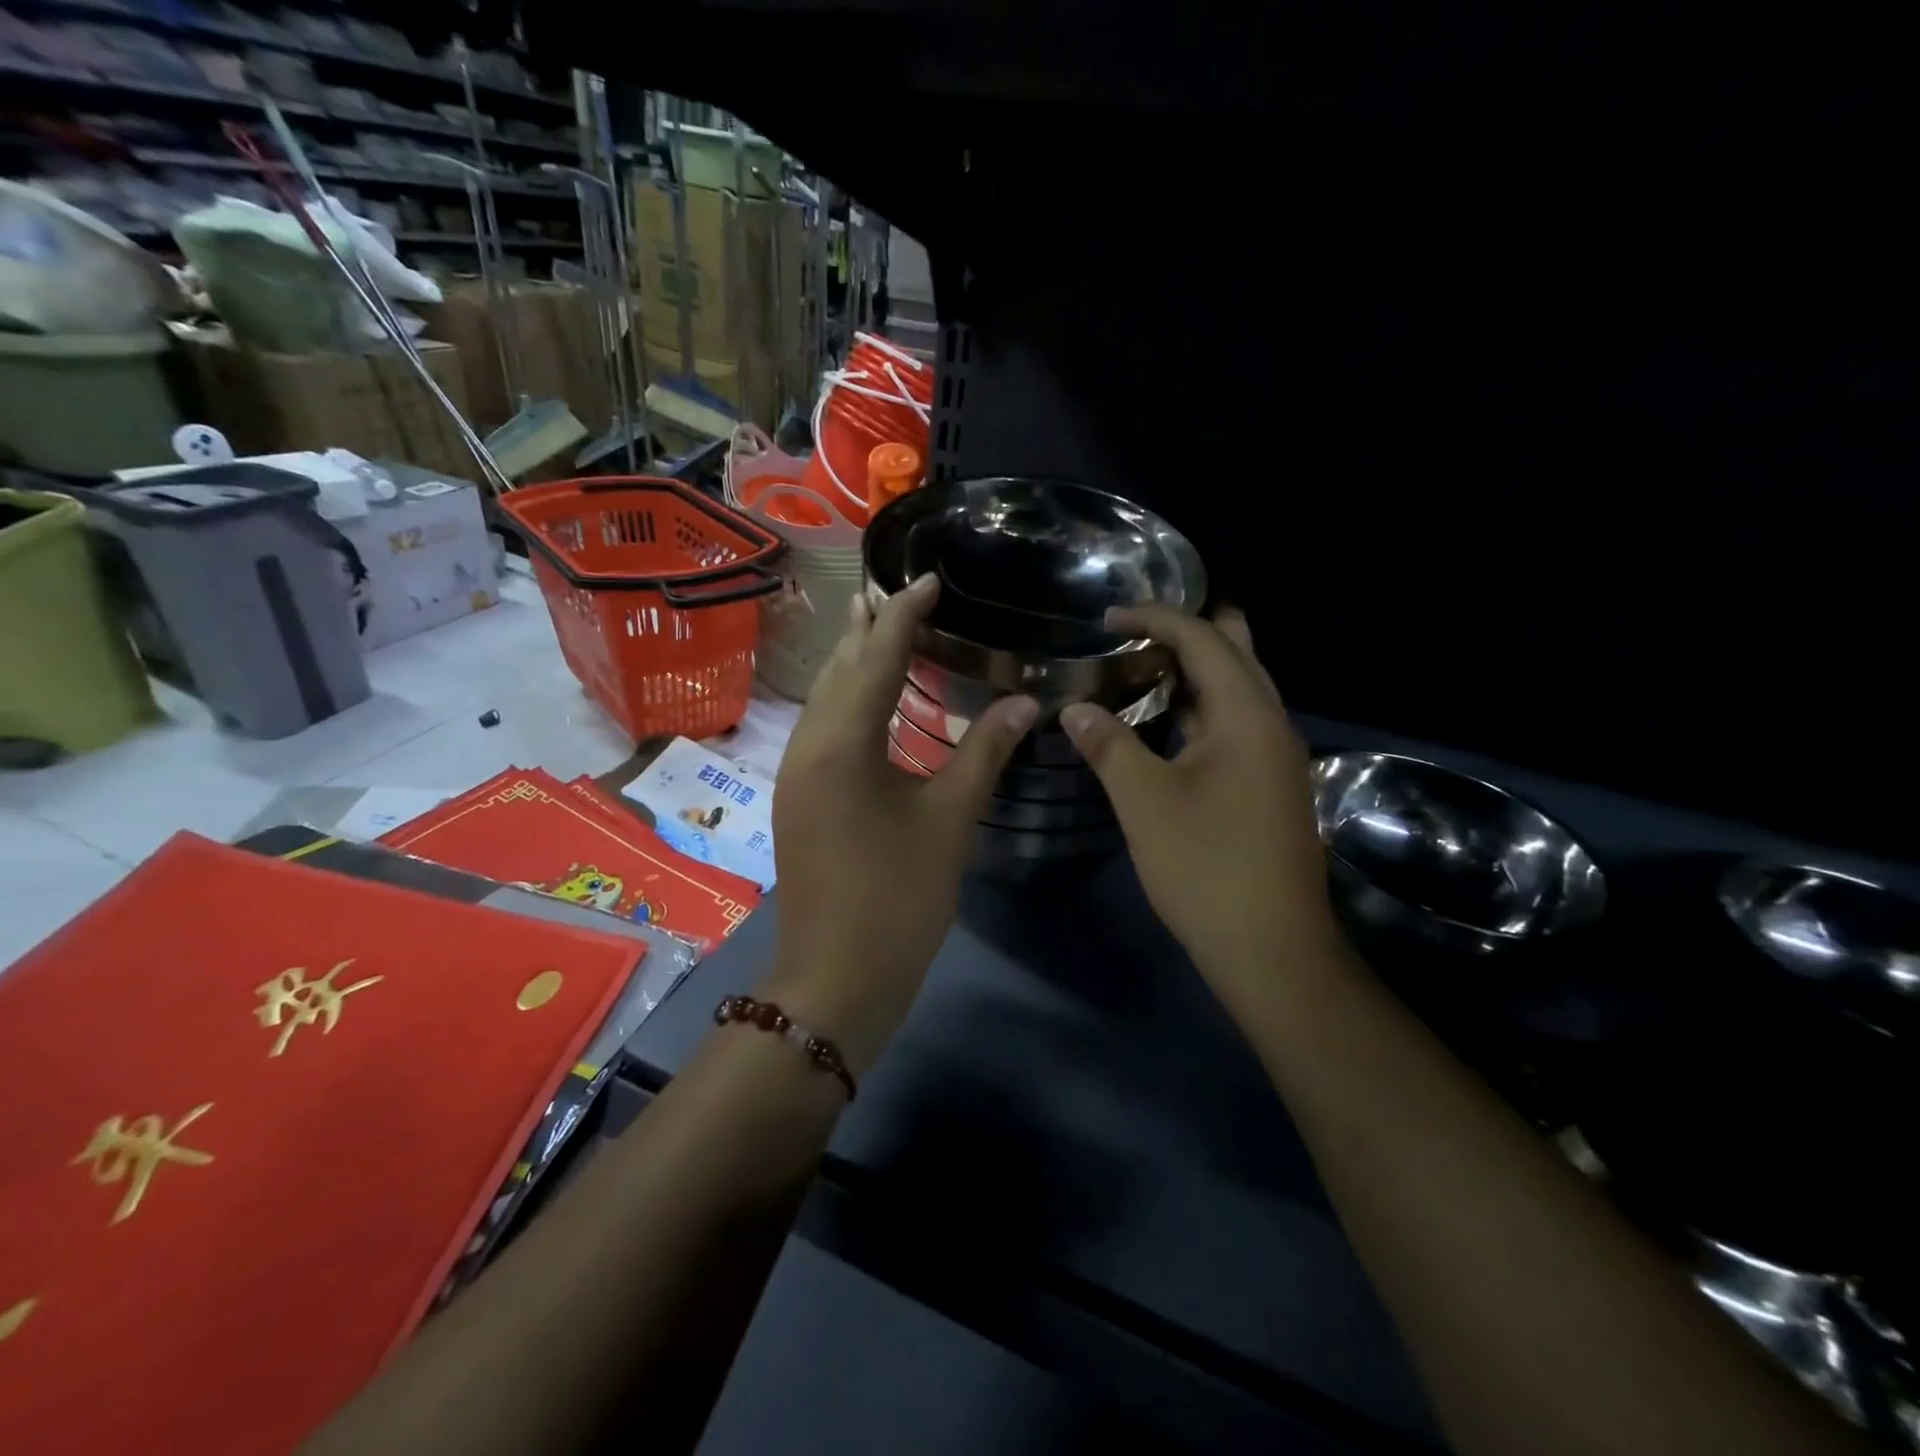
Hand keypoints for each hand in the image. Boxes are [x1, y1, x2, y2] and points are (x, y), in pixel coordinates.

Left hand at [766, 574, 1038, 1071]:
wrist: (836, 979)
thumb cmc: (896, 900)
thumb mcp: (948, 822)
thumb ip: (985, 754)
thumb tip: (1026, 703)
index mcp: (842, 743)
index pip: (876, 657)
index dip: (904, 614)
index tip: (928, 579)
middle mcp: (808, 746)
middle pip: (839, 669)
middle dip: (870, 629)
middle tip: (902, 594)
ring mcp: (796, 774)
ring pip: (825, 699)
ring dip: (855, 662)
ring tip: (884, 632)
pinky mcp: (799, 798)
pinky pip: (822, 728)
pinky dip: (849, 700)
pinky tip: (872, 704)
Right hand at [1060, 607, 1341, 998]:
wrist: (1272, 949)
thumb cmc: (1207, 869)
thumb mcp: (1145, 803)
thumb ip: (1109, 746)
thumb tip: (1074, 708)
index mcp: (1247, 716)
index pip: (1205, 639)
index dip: (1156, 617)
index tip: (1107, 616)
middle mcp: (1272, 724)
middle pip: (1237, 652)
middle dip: (1187, 631)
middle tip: (1132, 632)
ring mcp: (1277, 756)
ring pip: (1240, 689)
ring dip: (1196, 671)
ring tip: (1140, 667)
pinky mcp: (1271, 784)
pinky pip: (1237, 722)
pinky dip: (1202, 707)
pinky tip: (1168, 722)